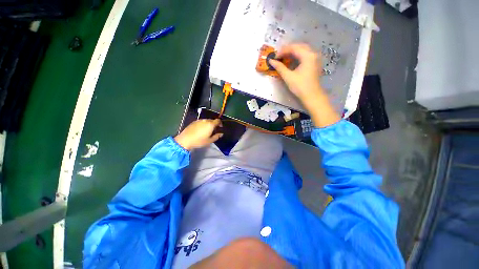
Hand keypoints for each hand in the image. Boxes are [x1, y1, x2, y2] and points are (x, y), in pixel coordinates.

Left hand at [174, 119, 222, 150]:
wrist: (185, 140)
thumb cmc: (199, 141)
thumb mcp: (209, 141)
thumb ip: (217, 136)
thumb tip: (221, 134)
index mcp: (210, 124)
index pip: (218, 120)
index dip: (220, 123)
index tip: (220, 127)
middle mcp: (205, 121)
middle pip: (212, 120)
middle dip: (214, 124)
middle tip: (213, 130)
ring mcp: (199, 120)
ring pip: (206, 121)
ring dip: (208, 124)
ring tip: (206, 131)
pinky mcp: (194, 122)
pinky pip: (201, 122)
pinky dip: (203, 124)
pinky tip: (200, 130)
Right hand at [269, 43, 339, 127]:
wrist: (312, 96)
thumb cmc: (300, 87)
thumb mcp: (288, 76)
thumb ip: (279, 67)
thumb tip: (271, 61)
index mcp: (307, 55)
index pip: (293, 48)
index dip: (282, 51)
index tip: (274, 57)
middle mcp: (313, 53)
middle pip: (299, 46)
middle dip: (288, 49)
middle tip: (278, 56)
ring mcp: (315, 58)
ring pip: (303, 50)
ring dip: (293, 52)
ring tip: (283, 57)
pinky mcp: (315, 63)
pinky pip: (305, 55)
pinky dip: (298, 56)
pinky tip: (292, 61)